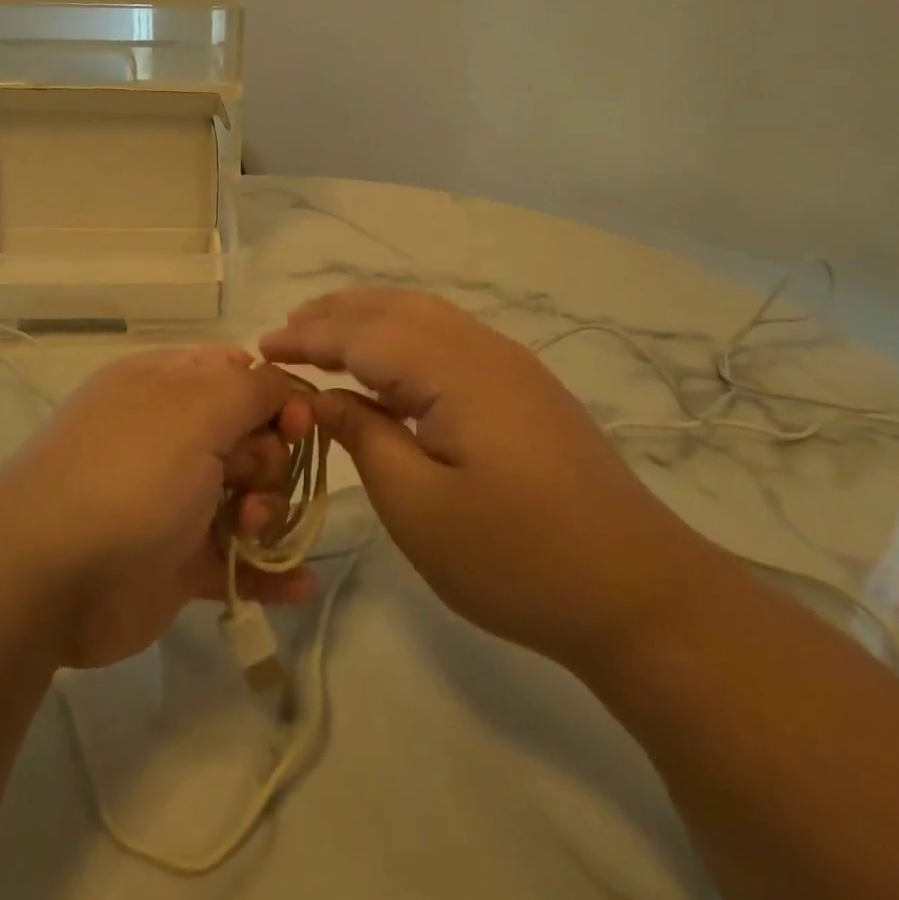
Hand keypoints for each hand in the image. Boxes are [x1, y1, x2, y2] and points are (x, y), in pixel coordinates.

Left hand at [0, 346, 316, 669]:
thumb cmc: (129, 473)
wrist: (47, 579)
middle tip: (246, 479)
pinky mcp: (181, 560)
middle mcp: (173, 436)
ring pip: (252, 496)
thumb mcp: (195, 408)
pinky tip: (300, 586)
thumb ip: (253, 388)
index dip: (278, 396)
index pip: (240, 374)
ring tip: (248, 530)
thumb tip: (283, 387)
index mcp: (168, 386)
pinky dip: (271, 570)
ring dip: (268, 513)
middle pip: (255, 436)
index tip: (298, 424)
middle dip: (270, 458)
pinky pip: (241, 559)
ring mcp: (177, 499)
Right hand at [260, 289, 711, 665]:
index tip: (261, 349)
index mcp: (455, 371)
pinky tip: (389, 360)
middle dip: (336, 313)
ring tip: (326, 333)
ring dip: (370, 316)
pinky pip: (449, 337)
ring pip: (426, 315)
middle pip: (396, 308)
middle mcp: (484, 349)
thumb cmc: (517, 557)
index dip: (309, 338)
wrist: (637, 591)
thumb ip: (364, 437)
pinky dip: (404, 334)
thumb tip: (321, 397)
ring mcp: (511, 364)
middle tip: (286, 330)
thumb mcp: (419, 508)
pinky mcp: (525, 387)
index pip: (364, 335)